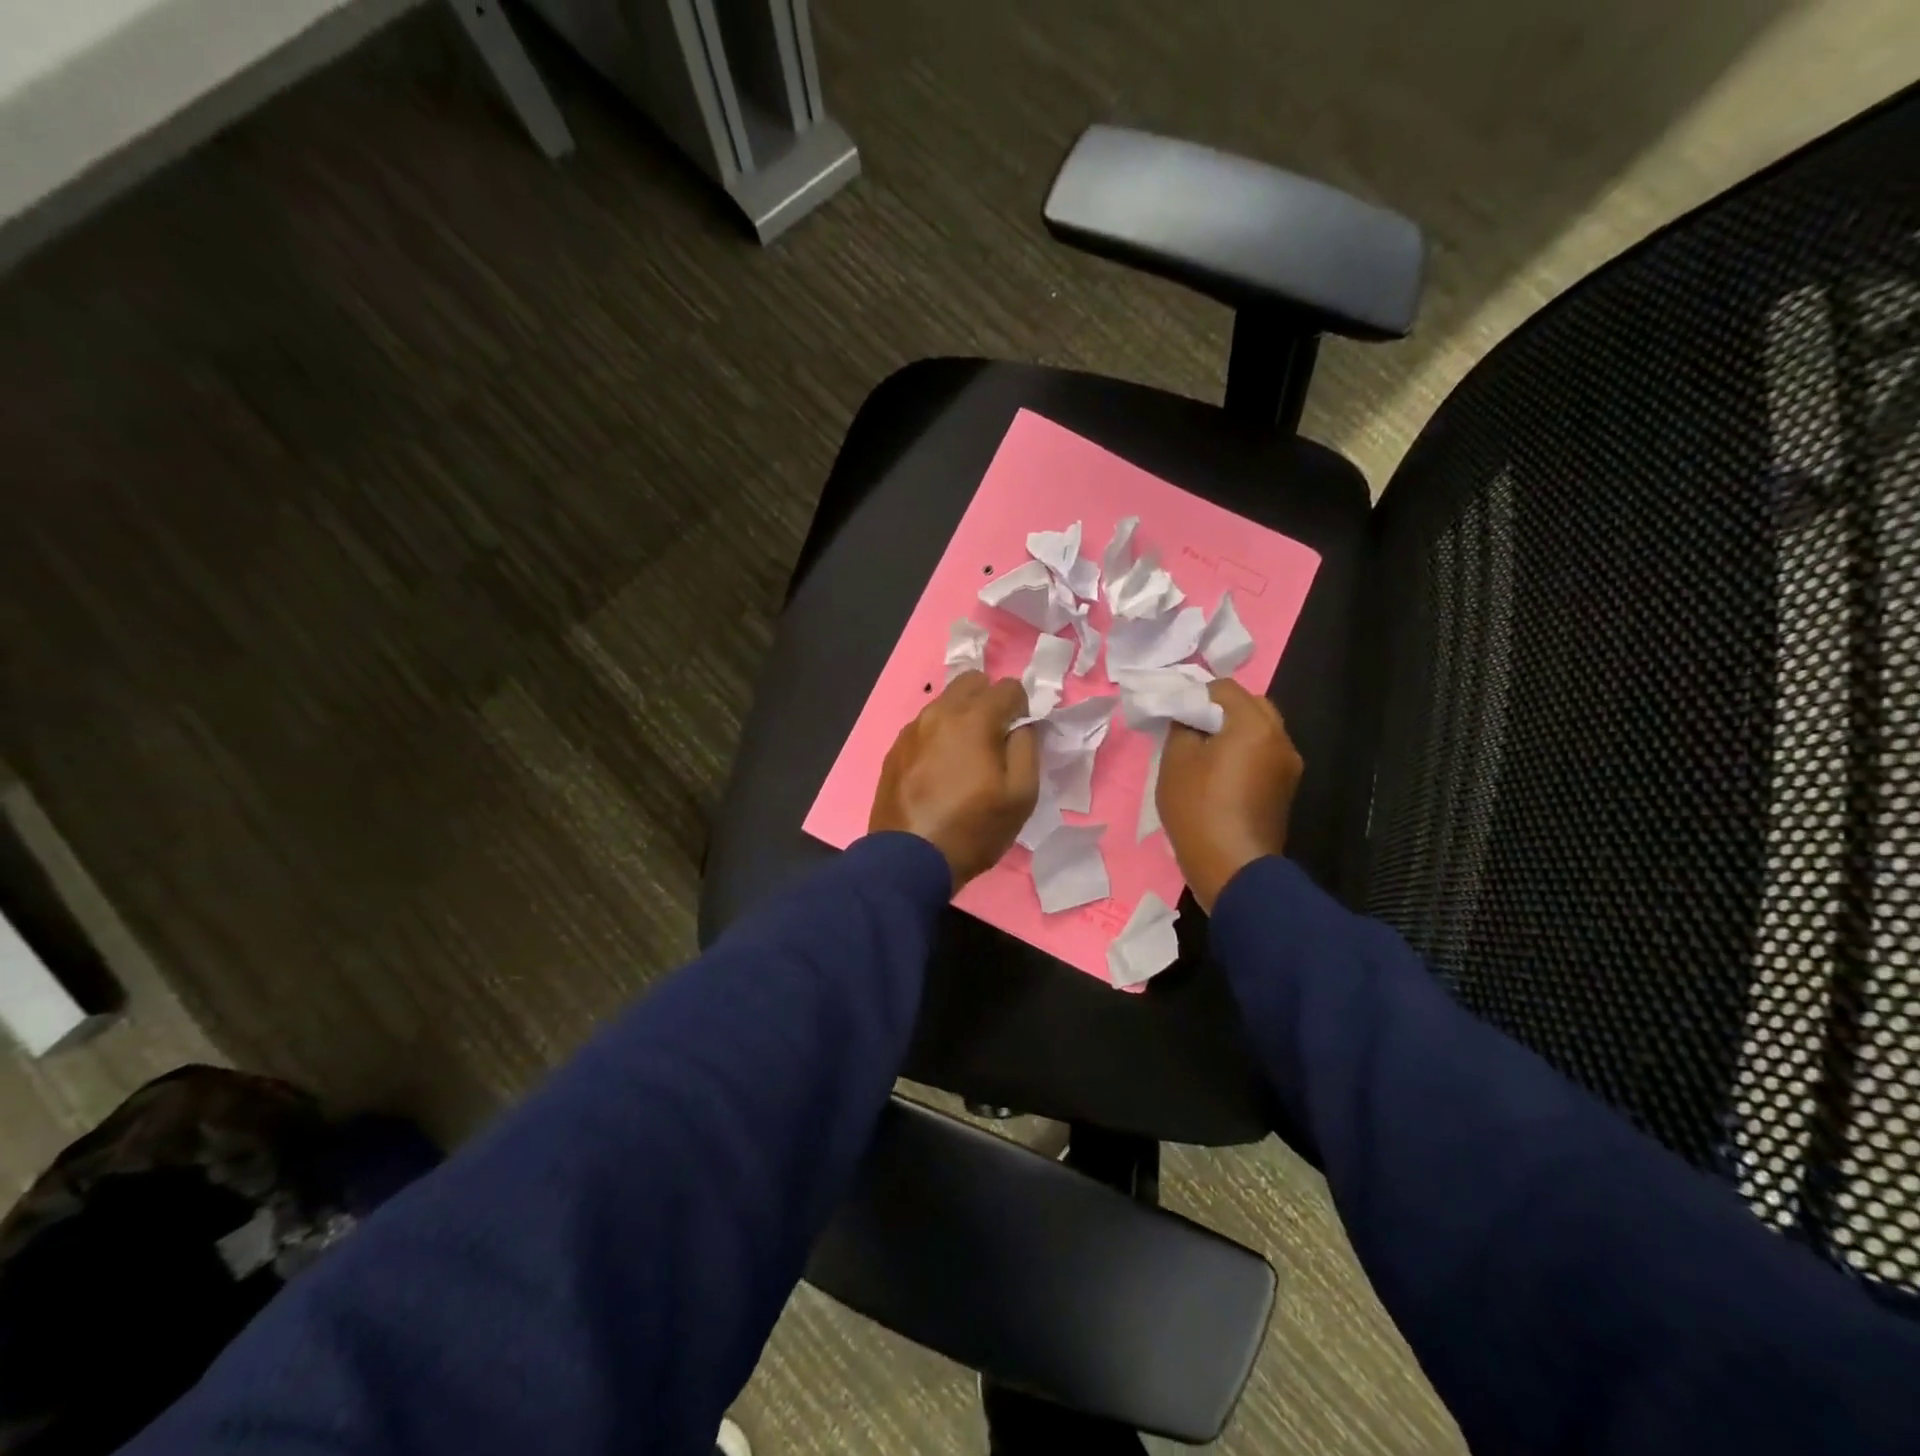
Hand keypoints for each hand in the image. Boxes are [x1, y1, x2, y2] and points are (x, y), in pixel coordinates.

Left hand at [870, 672, 1040, 889]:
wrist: (909, 861)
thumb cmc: (974, 828)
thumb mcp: (1021, 794)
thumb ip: (1027, 747)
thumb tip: (1021, 724)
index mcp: (973, 718)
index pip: (1008, 686)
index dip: (1022, 708)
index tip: (1019, 737)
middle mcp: (938, 712)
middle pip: (972, 682)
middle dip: (990, 701)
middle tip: (995, 739)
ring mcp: (911, 729)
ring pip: (944, 703)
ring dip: (962, 717)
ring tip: (966, 758)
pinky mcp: (895, 750)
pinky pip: (924, 727)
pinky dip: (939, 736)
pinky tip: (940, 771)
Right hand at [1156, 679, 1302, 912]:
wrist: (1233, 868)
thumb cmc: (1199, 808)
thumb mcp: (1176, 760)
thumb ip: (1182, 726)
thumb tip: (1190, 717)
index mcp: (1255, 724)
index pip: (1225, 688)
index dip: (1197, 694)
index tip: (1176, 714)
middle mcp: (1281, 738)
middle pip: (1250, 706)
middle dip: (1220, 711)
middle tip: (1191, 729)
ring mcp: (1288, 766)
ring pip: (1260, 731)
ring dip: (1234, 733)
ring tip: (1203, 753)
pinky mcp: (1285, 790)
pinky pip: (1263, 756)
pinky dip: (1244, 754)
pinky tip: (1220, 775)